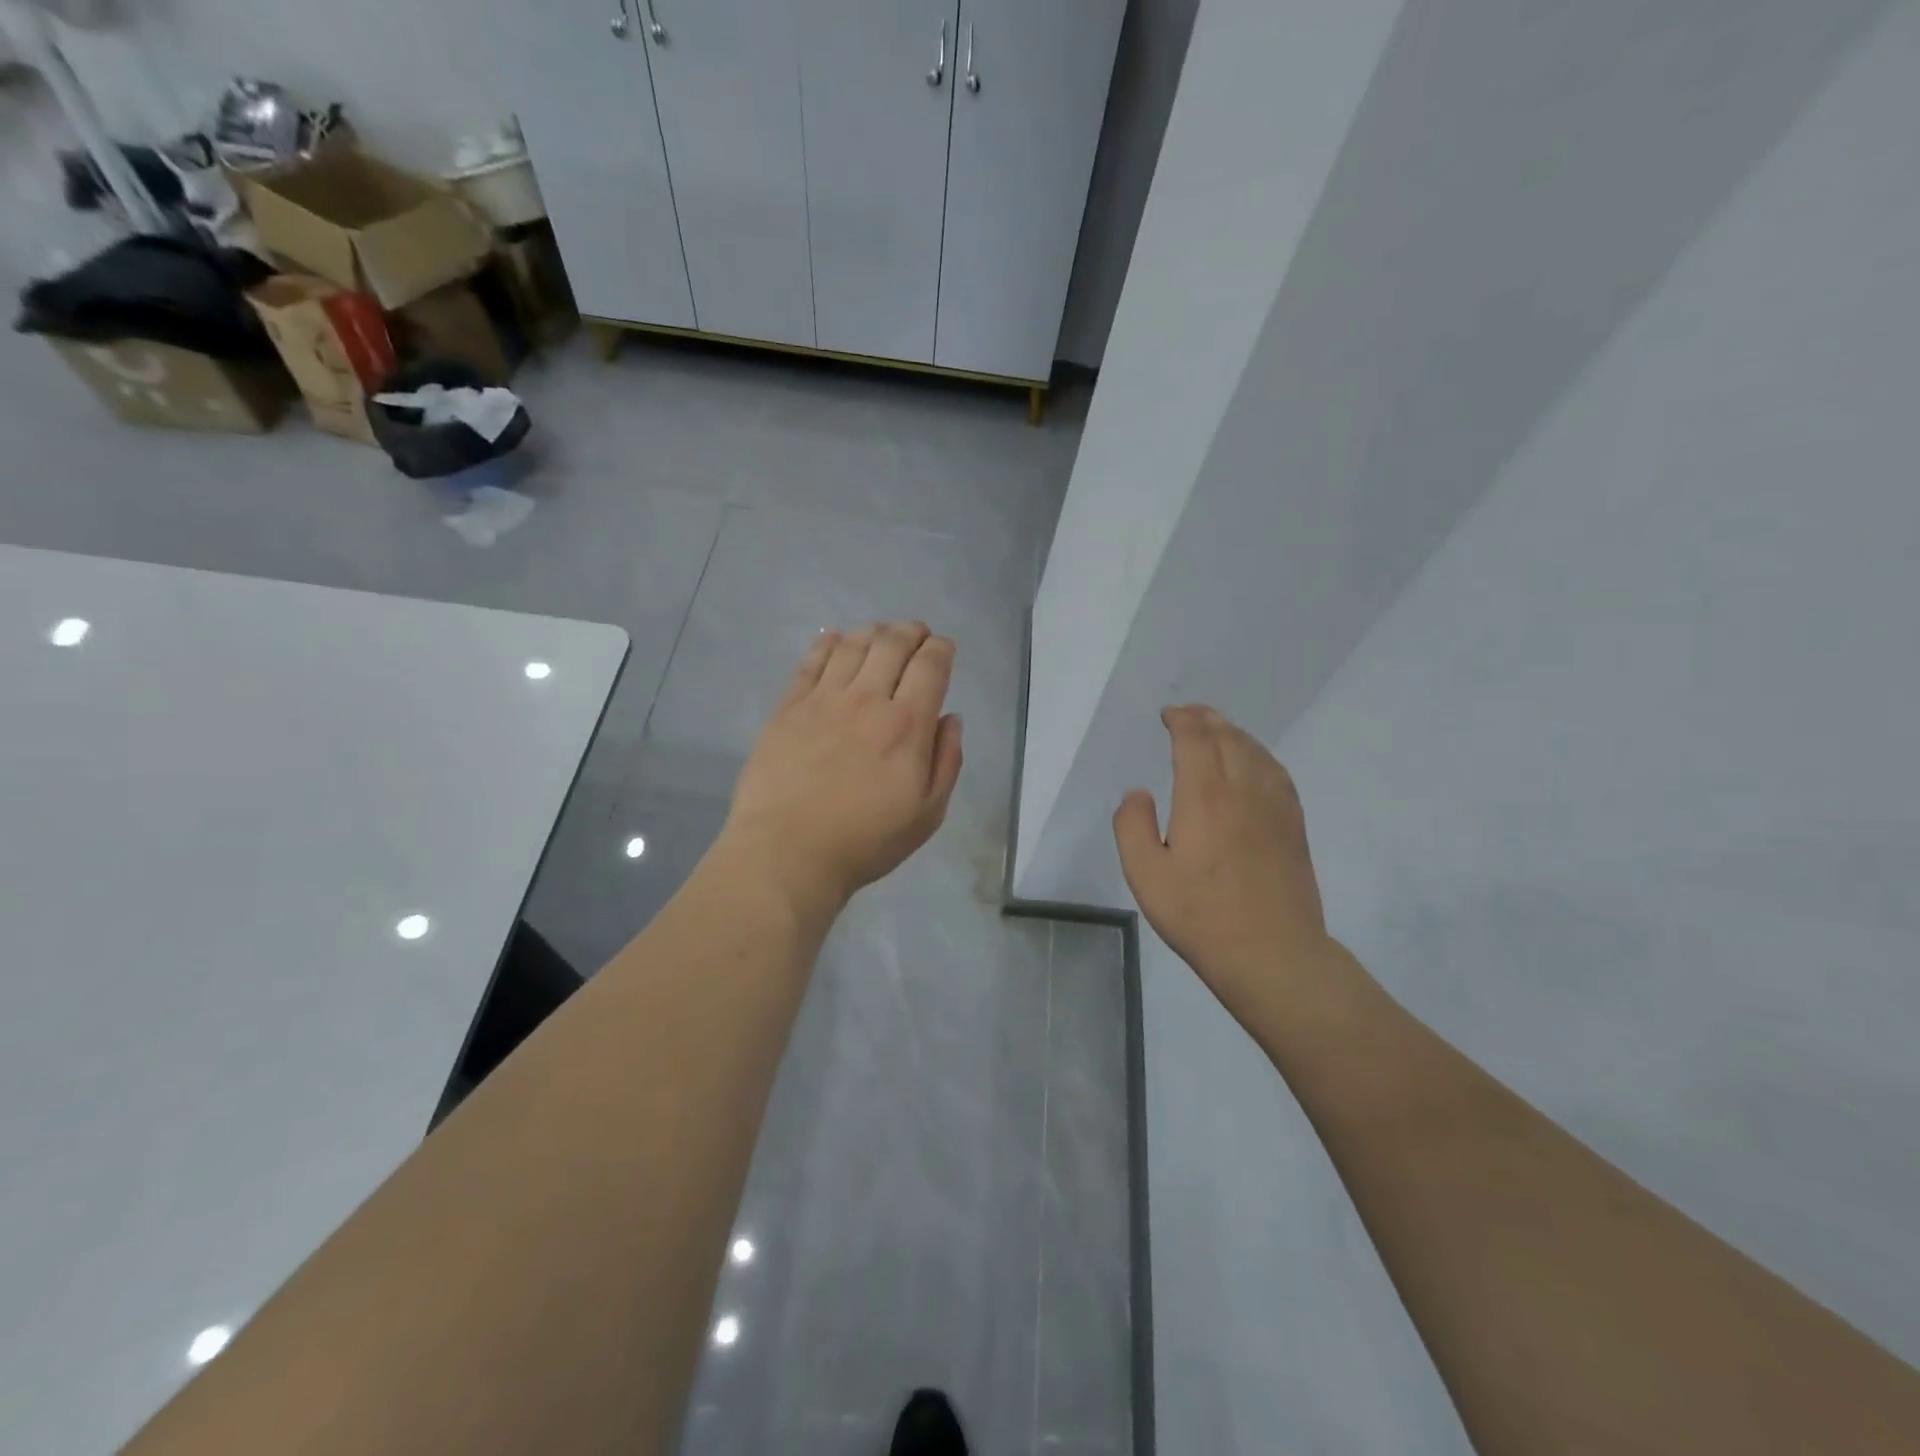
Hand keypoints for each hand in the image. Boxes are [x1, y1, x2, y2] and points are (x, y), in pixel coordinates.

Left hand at [723, 622, 963, 913]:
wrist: (787, 851)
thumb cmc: (865, 840)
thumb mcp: (927, 814)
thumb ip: (946, 762)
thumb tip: (950, 719)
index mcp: (907, 724)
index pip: (930, 666)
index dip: (941, 649)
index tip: (944, 648)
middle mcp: (867, 699)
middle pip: (892, 644)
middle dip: (911, 631)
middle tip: (916, 633)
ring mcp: (823, 699)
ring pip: (853, 645)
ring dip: (873, 631)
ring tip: (881, 633)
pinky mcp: (789, 706)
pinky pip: (812, 661)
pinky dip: (829, 643)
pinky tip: (835, 640)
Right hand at [1113, 706, 1334, 1023]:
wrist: (1272, 953)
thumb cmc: (1200, 915)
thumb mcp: (1145, 874)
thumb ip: (1131, 825)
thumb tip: (1137, 793)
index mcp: (1204, 796)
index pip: (1195, 739)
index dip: (1181, 719)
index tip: (1168, 715)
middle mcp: (1243, 790)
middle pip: (1227, 737)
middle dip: (1205, 718)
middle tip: (1188, 714)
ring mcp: (1275, 806)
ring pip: (1256, 751)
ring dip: (1233, 733)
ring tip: (1217, 730)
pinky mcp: (1294, 826)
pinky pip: (1277, 773)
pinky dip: (1260, 755)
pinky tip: (1254, 763)